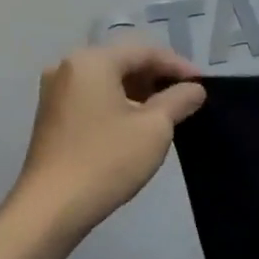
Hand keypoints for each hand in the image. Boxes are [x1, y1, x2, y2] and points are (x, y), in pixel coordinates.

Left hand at [11, 43, 205, 234]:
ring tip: (170, 112)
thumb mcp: (155, 127)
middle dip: (159, 77)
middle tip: (189, 97)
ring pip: (109, 80)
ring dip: (141, 91)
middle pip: (124, 61)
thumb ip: (179, 100)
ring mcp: (56, 92)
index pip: (145, 51)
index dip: (179, 66)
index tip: (204, 85)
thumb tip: (194, 89)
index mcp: (91, 62)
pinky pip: (95, 97)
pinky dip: (121, 103)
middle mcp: (67, 67)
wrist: (53, 207)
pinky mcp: (53, 115)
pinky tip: (140, 123)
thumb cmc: (108, 160)